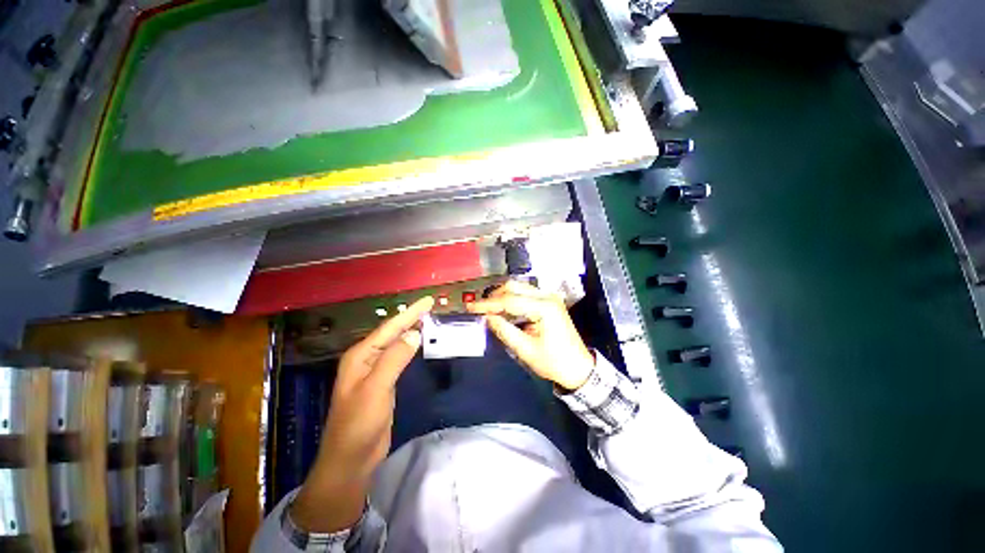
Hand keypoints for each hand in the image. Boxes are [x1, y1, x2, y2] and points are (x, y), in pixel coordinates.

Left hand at [290, 296, 433, 532]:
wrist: (351, 461)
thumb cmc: (358, 424)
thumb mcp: (376, 388)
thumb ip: (395, 358)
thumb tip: (415, 333)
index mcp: (361, 356)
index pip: (390, 328)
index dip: (410, 313)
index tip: (428, 300)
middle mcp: (367, 359)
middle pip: (393, 333)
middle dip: (411, 318)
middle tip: (431, 306)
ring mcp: (375, 372)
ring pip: (397, 345)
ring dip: (412, 331)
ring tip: (428, 320)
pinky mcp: (384, 383)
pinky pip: (400, 359)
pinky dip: (411, 349)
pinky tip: (419, 344)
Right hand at [467, 281, 593, 390]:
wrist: (578, 368)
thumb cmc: (554, 362)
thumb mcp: (525, 350)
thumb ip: (504, 330)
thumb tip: (487, 317)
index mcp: (544, 307)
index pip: (510, 300)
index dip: (488, 304)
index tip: (471, 307)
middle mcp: (547, 296)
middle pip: (514, 287)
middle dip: (494, 297)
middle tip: (479, 309)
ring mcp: (549, 298)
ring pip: (519, 289)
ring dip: (502, 297)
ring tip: (488, 310)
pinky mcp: (549, 302)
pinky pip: (525, 295)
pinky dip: (512, 301)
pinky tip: (503, 310)